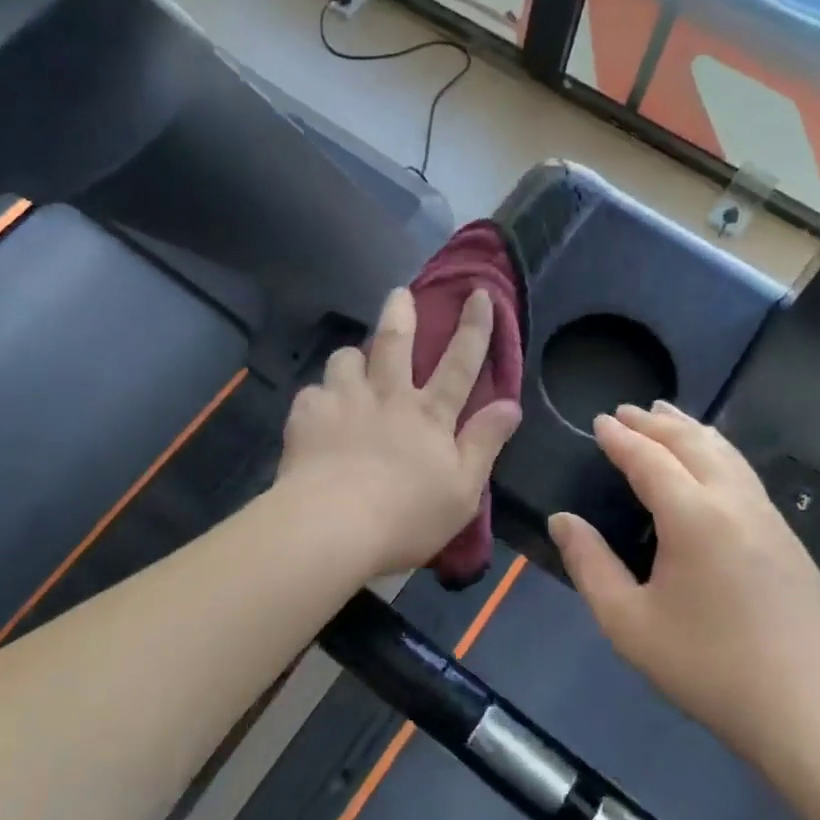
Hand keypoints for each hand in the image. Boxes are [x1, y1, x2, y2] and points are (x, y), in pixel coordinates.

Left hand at [275, 286, 520, 577]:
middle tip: (399, 294)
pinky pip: (313, 391)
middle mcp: (387, 395)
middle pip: (395, 342)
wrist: (331, 525)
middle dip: (401, 313)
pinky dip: (320, 398)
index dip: (474, 328)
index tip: (480, 294)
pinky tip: (318, 413)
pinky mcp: (307, 413)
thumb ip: (484, 443)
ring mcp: (344, 400)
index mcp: (429, 414)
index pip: (460, 363)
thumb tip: (511, 404)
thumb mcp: (462, 490)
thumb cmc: (406, 516)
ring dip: (353, 356)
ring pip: (347, 358)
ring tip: (352, 364)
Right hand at [547, 403, 819, 781]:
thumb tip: (562, 520)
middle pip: (692, 443)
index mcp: (693, 516)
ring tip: (668, 415)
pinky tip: (712, 463)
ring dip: (691, 429)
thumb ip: (590, 565)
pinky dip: (718, 451)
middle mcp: (734, 502)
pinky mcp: (788, 538)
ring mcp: (768, 517)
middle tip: (626, 411)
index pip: (649, 458)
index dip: (621, 437)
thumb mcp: (628, 623)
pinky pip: (744, 473)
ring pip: (726, 453)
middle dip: (656, 422)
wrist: (810, 711)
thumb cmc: (708, 667)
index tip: (599, 420)